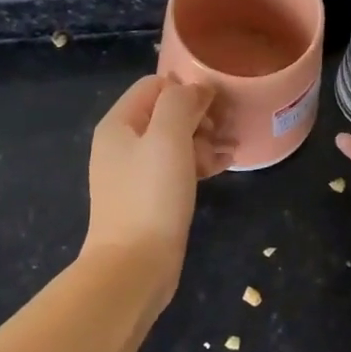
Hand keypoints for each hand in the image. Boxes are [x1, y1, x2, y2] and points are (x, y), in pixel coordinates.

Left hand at [82, 75, 227, 294]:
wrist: (134, 265)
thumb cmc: (151, 195)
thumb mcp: (168, 137)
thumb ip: (180, 103)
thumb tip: (197, 90)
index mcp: (119, 124)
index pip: (155, 85)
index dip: (187, 90)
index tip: (216, 107)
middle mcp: (122, 144)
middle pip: (166, 113)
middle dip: (199, 117)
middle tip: (224, 131)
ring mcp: (134, 173)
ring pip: (175, 142)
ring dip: (204, 140)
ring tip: (231, 150)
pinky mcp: (149, 198)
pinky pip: (176, 168)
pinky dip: (198, 163)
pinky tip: (223, 166)